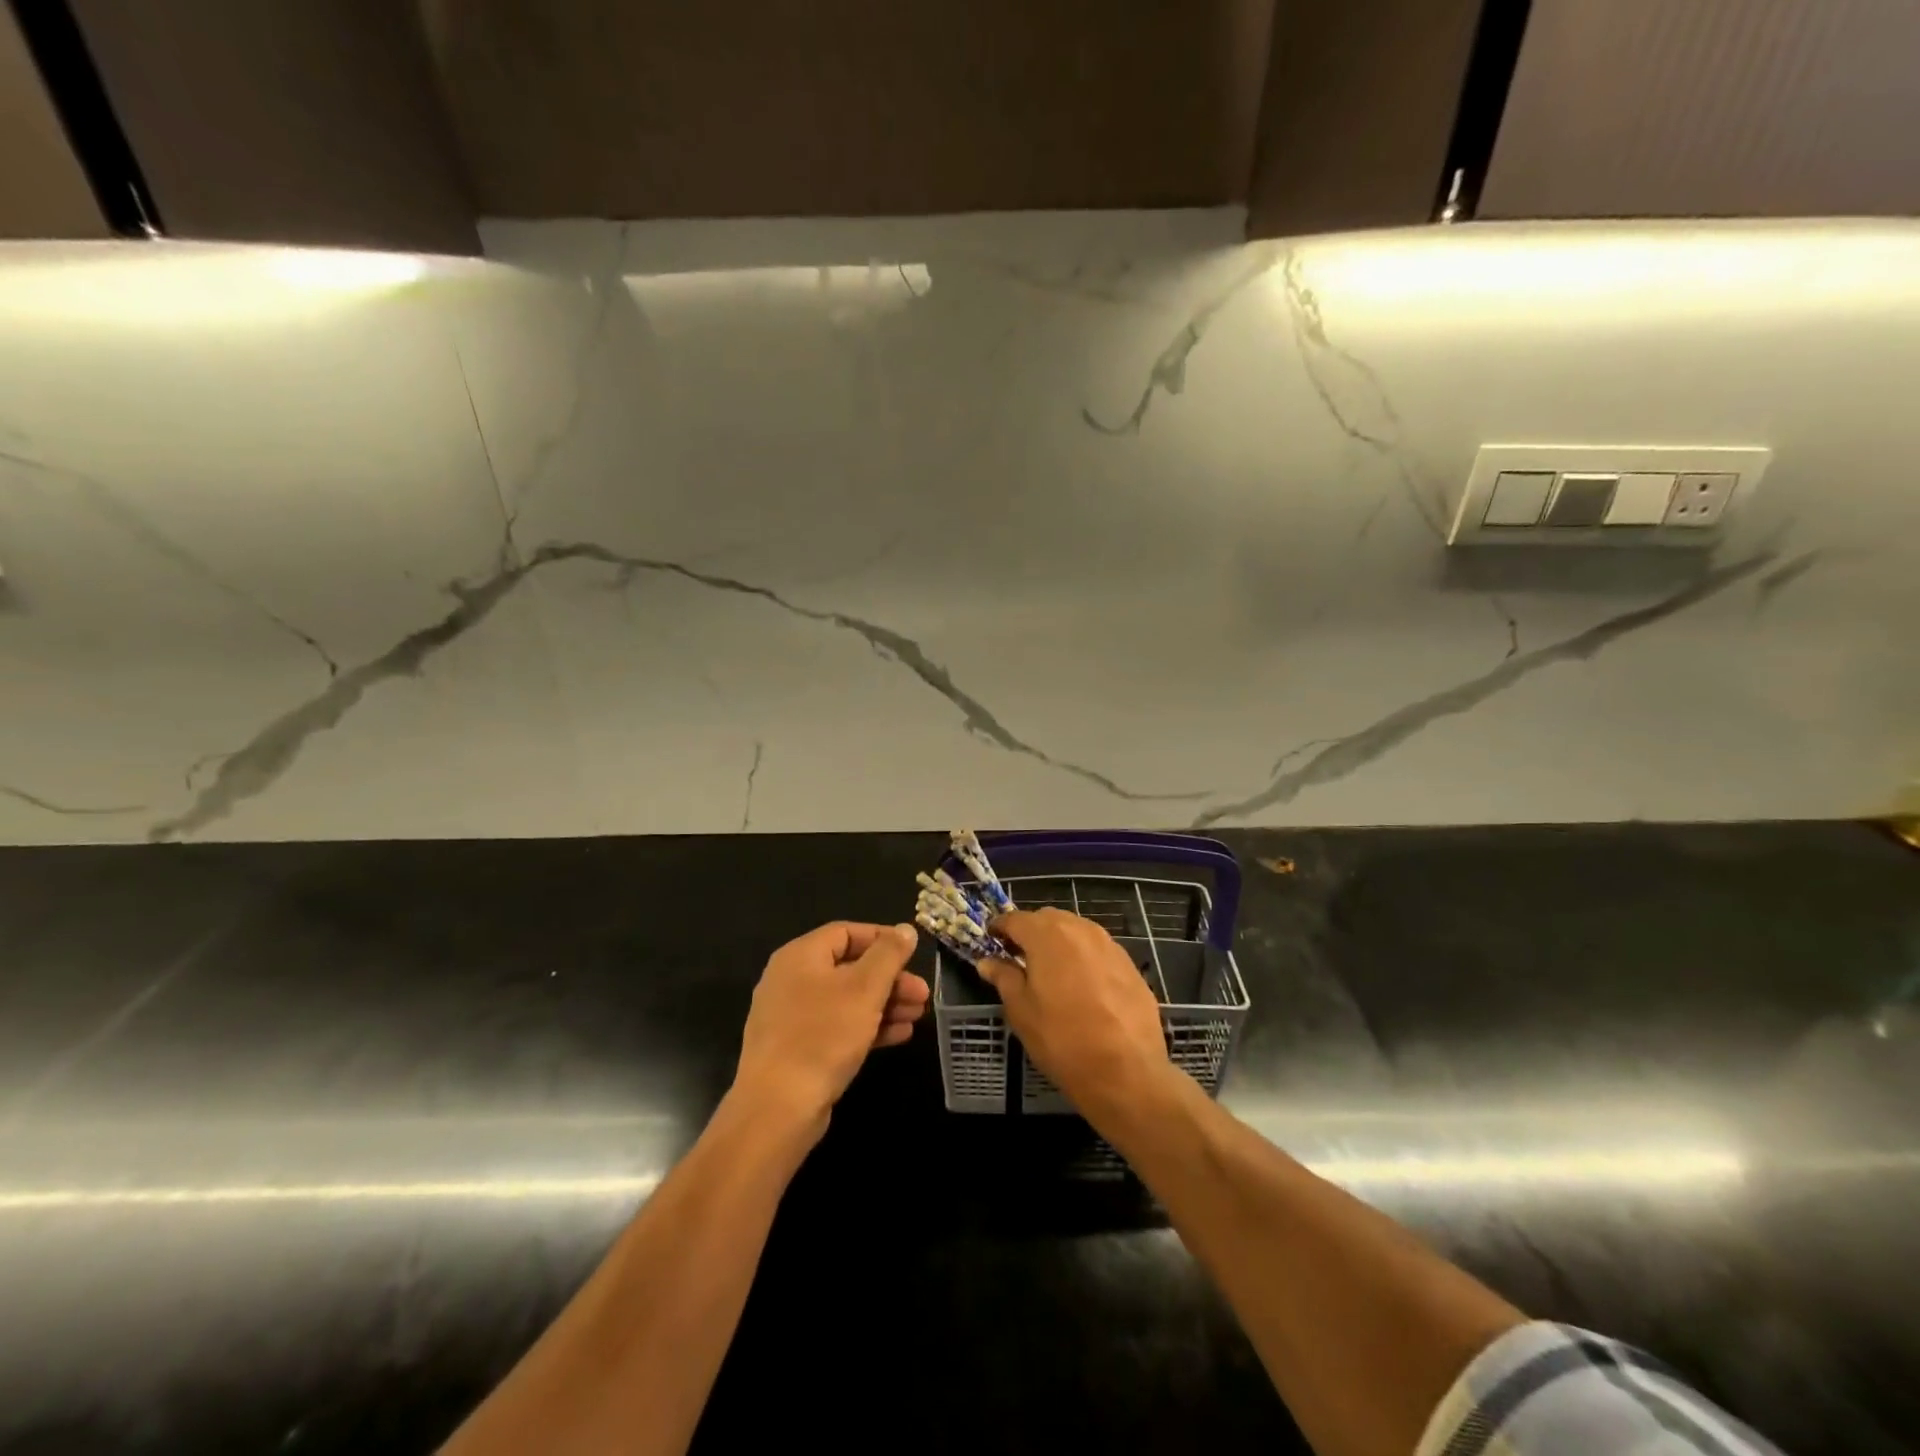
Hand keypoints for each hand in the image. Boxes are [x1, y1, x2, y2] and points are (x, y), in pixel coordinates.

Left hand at [733, 922, 927, 1133]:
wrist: (778, 1107)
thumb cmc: (823, 1035)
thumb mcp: (865, 988)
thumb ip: (888, 955)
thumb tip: (905, 929)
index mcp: (800, 956)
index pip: (846, 932)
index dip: (882, 939)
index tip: (913, 953)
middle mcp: (792, 980)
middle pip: (849, 967)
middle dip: (890, 979)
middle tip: (922, 994)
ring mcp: (792, 1017)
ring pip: (847, 999)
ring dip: (884, 1004)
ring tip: (918, 1016)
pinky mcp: (798, 1048)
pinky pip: (838, 1026)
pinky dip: (867, 1026)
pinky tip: (899, 1036)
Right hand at [979, 909, 1172, 1124]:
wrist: (1127, 1072)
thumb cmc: (1062, 1040)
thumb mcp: (1021, 1012)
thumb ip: (1003, 978)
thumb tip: (987, 961)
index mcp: (1047, 935)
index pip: (1015, 919)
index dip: (1000, 928)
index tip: (991, 940)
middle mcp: (1079, 929)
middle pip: (1047, 919)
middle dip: (1030, 932)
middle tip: (1018, 958)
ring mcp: (1109, 944)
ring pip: (1075, 931)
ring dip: (1058, 942)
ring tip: (1050, 971)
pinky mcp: (1129, 964)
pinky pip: (1097, 949)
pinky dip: (1083, 957)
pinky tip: (1081, 985)